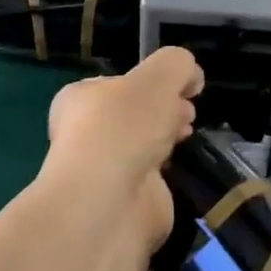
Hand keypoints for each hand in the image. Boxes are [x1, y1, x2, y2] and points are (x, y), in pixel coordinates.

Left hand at [42, 46, 204, 250]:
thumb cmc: (125, 127)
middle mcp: (85, 134)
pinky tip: (177, 168)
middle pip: (134, 114)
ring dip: (167, 138)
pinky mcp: (123, 204)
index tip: (180, 87)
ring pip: (142, 146)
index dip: (152, 82)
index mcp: (79, 99)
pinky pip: (151, 180)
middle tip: (187, 111)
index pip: (119, 83)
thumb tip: (191, 77)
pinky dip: (167, 174)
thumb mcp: (159, 75)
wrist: (108, 206)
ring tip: (186, 134)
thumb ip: (177, 64)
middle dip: (164, 109)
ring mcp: (103, 172)